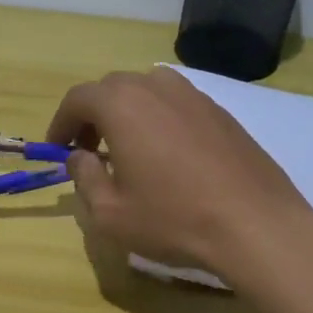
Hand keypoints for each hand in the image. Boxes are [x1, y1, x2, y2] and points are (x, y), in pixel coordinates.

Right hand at [45, 67, 312, 275]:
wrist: (256, 225)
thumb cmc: (173, 219)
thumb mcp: (110, 212)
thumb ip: (84, 177)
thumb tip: (79, 156)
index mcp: (122, 104)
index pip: (78, 98)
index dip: (61, 123)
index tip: (57, 149)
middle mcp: (156, 88)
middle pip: (112, 88)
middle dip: (92, 116)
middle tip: (89, 151)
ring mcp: (194, 96)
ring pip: (147, 91)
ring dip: (127, 113)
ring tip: (128, 150)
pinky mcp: (221, 112)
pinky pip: (176, 104)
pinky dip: (159, 119)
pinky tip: (168, 156)